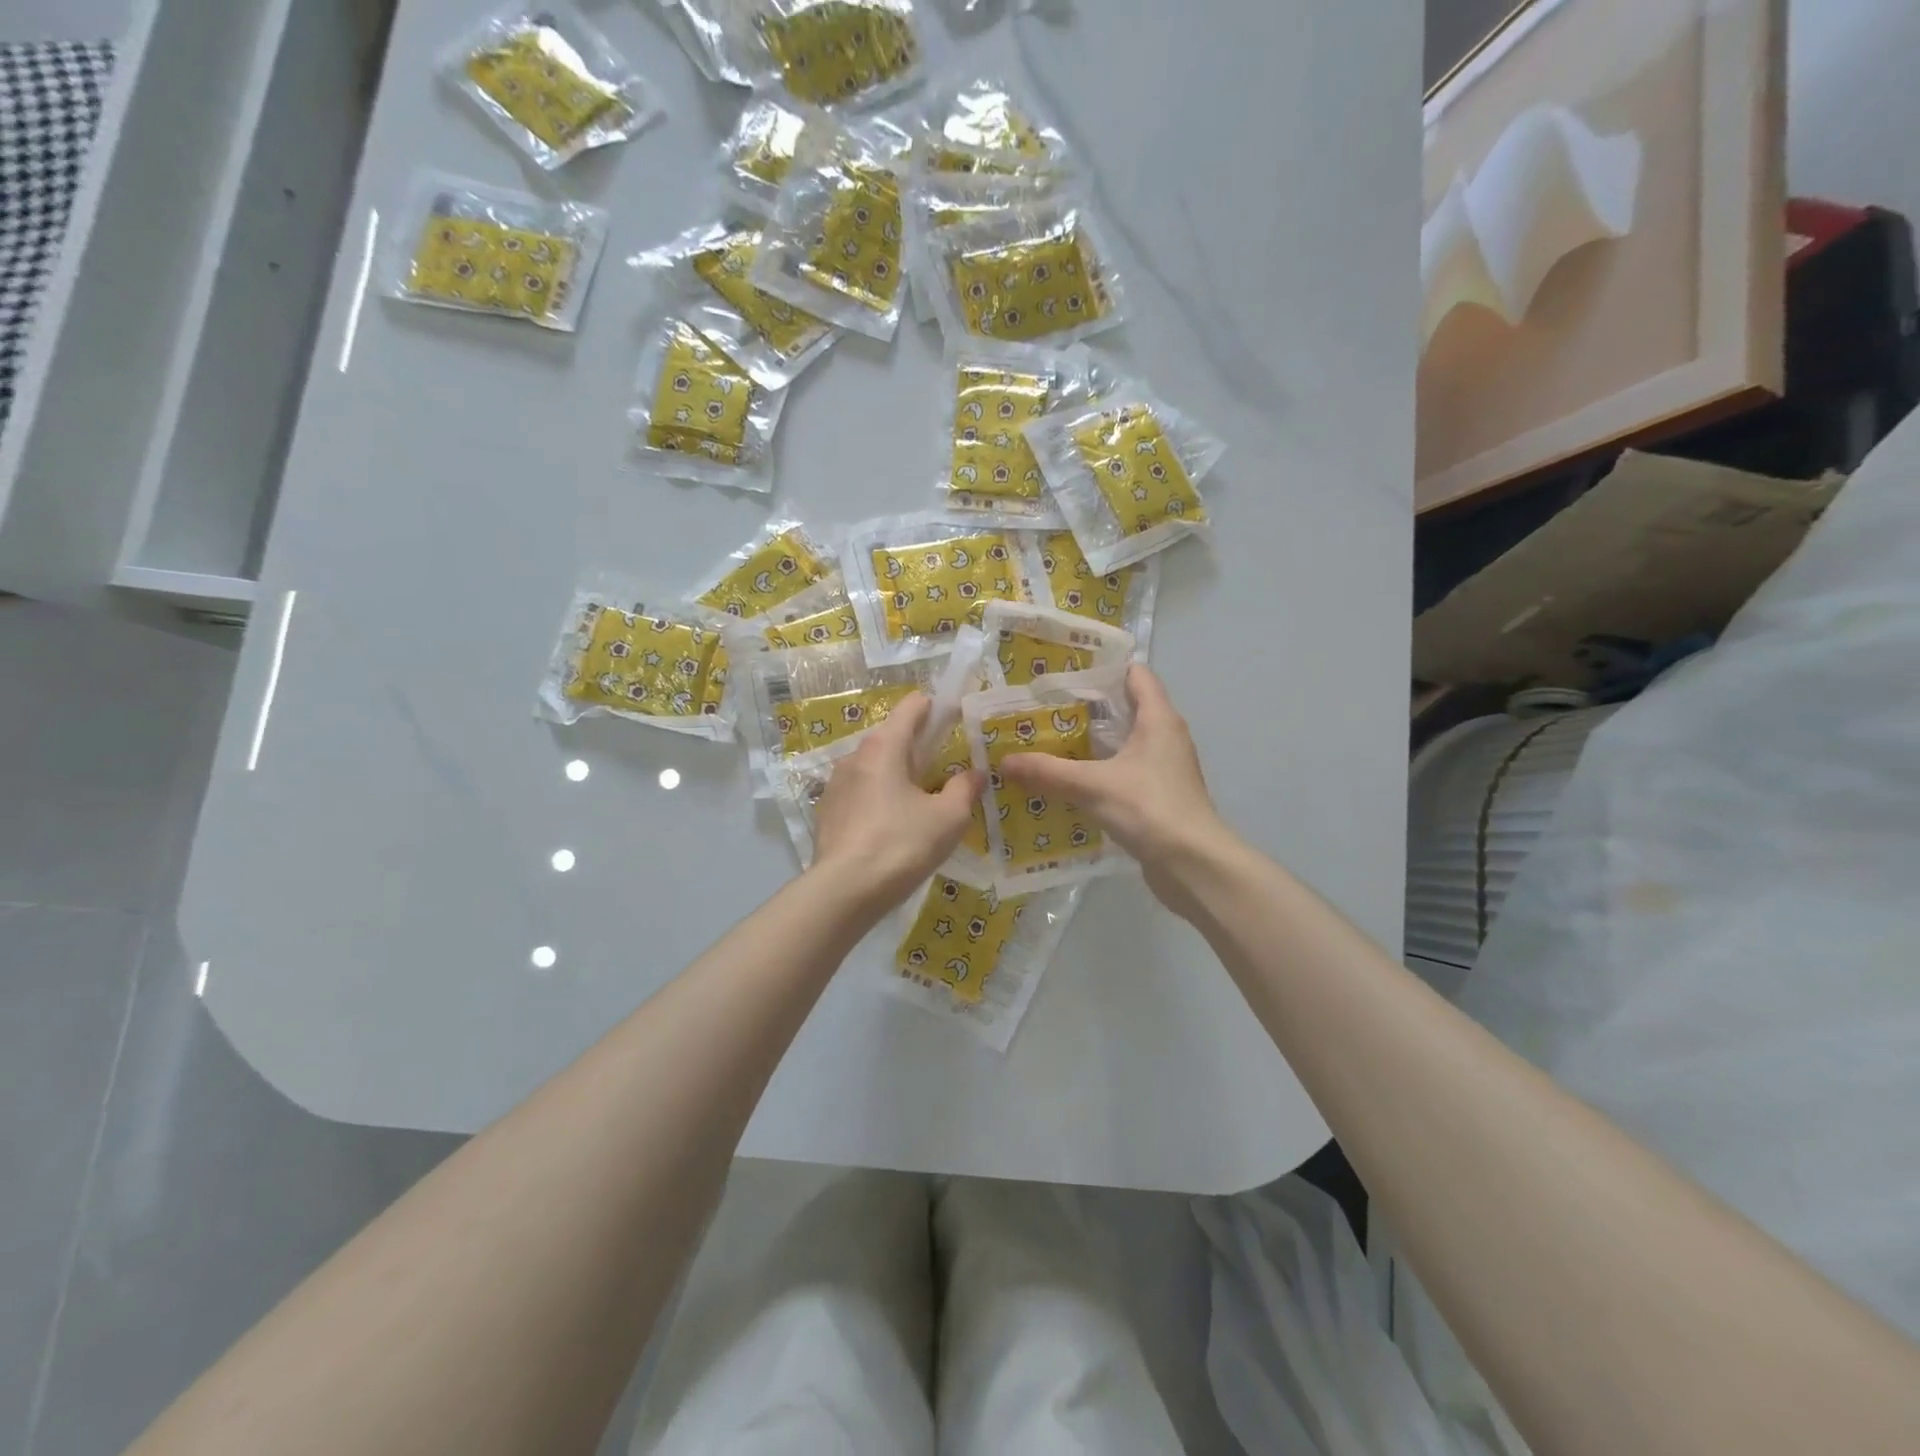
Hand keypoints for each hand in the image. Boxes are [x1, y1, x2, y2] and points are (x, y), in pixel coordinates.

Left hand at [810, 693, 983, 910]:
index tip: (955, 721)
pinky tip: (890, 827)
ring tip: (917, 805)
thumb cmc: (902, 845)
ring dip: (896, 776)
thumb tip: (974, 774)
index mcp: (885, 746)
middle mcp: (855, 756)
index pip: (912, 707)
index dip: (936, 709)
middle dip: (918, 749)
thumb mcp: (948, 819)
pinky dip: (877, 799)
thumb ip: (964, 789)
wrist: (844, 891)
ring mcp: (836, 783)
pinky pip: (859, 793)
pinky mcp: (826, 811)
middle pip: (892, 737)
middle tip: (943, 773)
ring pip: (874, 767)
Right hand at [1000, 665, 1232, 912]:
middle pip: (1127, 709)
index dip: (1103, 669)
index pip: (1136, 674)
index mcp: (1158, 719)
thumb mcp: (1091, 786)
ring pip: (1125, 745)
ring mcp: (1166, 768)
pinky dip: (1101, 774)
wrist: (1192, 864)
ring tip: (1050, 746)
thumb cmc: (1148, 808)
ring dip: (1093, 745)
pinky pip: (1126, 774)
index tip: (1065, 675)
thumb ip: (1048, 771)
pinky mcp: (1160, 797)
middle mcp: (1166, 737)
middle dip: (1087, 709)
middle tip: (1045, 713)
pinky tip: (1072, 786)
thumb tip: (1004, 761)